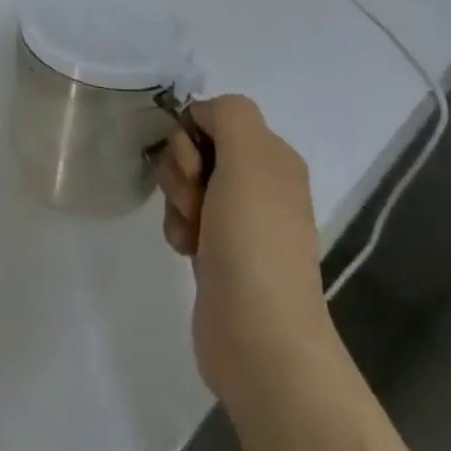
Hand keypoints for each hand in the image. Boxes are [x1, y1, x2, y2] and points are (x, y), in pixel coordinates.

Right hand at [155, 95, 334, 410]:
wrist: (259, 337)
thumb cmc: (253, 238)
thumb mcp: (248, 154)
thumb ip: (227, 114)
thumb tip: (201, 118)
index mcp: (273, 156)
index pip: (215, 116)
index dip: (193, 134)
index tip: (198, 165)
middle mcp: (260, 183)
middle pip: (195, 148)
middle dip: (182, 170)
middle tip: (195, 201)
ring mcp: (239, 220)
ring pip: (185, 182)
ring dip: (177, 200)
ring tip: (191, 232)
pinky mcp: (218, 252)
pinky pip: (183, 218)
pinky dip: (177, 228)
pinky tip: (185, 250)